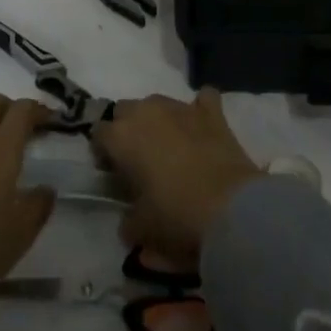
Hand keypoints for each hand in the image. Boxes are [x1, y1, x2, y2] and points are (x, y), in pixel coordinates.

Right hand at [93, 88, 261, 258]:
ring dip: (158, 120)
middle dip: (127, 129)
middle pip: (125, 110)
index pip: (98, 133)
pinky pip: (203, 100)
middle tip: (138, 160)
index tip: (112, 173)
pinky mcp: (212, 112)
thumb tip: (129, 220)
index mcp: (122, 136)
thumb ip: (128, 221)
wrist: (231, 209)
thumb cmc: (177, 218)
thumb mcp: (142, 231)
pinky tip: (202, 127)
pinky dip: (200, 110)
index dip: (103, 152)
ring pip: (158, 102)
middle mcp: (147, 111)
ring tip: (170, 148)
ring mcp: (180, 107)